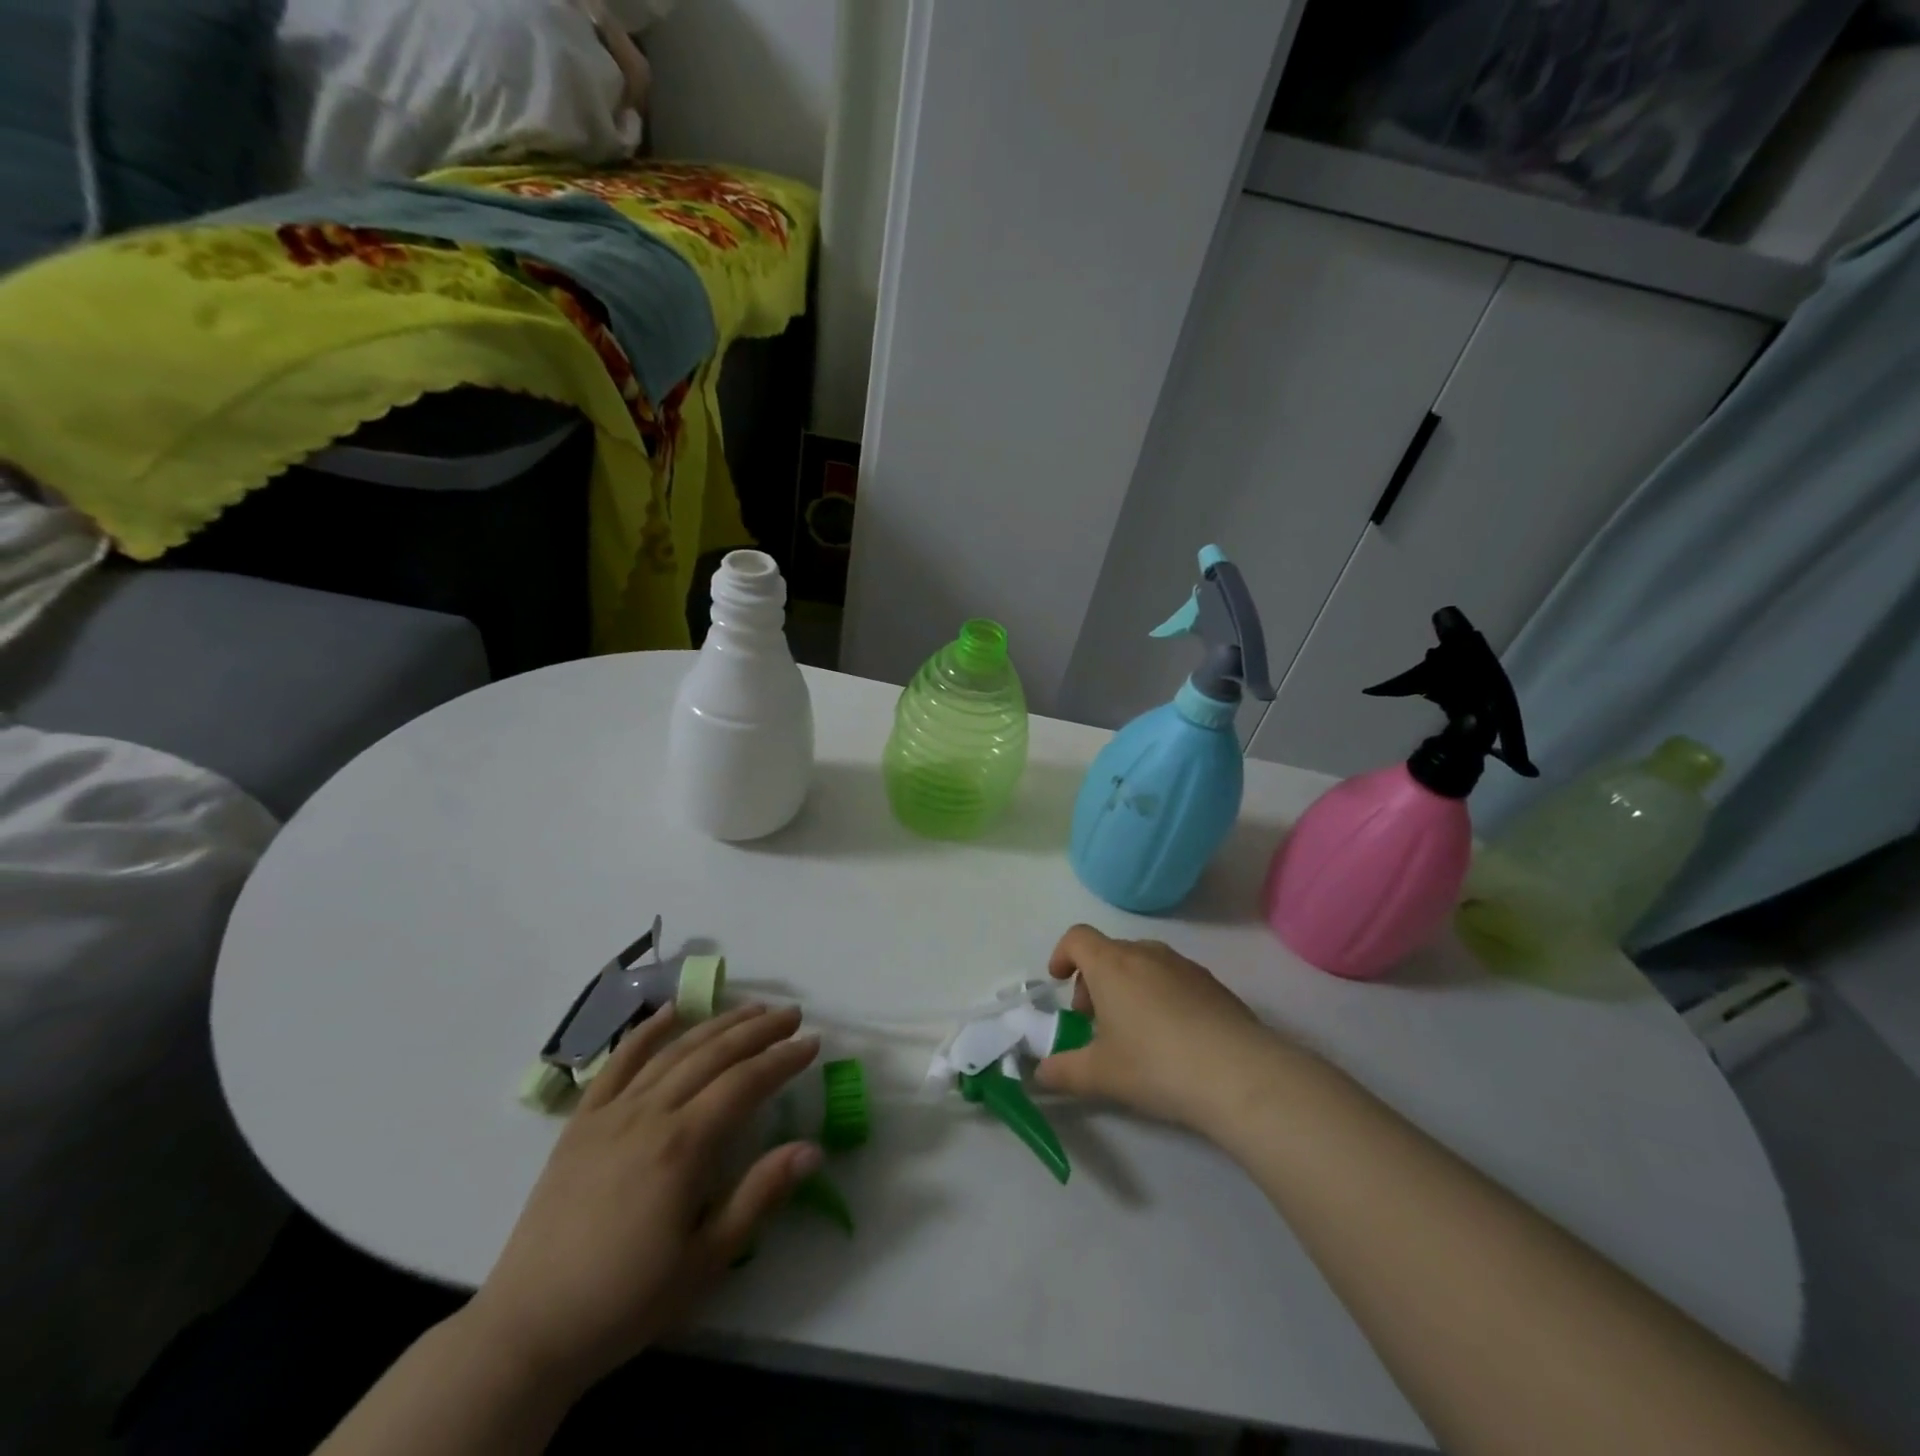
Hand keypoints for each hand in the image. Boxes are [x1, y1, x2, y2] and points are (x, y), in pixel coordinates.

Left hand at [464, 1003, 820, 1392]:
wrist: (529, 1328)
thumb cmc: (628, 1299)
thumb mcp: (706, 1260)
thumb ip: (760, 1195)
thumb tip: (812, 1148)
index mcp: (683, 1146)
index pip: (745, 1083)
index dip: (782, 1059)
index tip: (813, 1042)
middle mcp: (650, 1114)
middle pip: (714, 1055)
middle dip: (758, 1031)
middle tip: (791, 1015)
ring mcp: (612, 1113)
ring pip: (674, 1051)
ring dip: (716, 1024)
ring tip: (751, 1009)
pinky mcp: (582, 1122)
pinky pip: (618, 1063)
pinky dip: (647, 1032)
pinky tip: (670, 1011)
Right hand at [1035, 925, 1293, 1135]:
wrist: (1239, 1073)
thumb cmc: (1155, 1064)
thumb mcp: (1100, 1075)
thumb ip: (1064, 1071)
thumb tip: (1042, 1074)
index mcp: (1112, 964)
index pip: (1077, 937)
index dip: (1062, 954)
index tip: (1059, 981)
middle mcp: (1147, 954)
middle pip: (1110, 951)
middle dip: (1094, 979)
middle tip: (1095, 1021)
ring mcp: (1184, 966)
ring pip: (1144, 963)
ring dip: (1128, 986)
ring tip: (1134, 1031)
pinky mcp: (1214, 985)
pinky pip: (1174, 979)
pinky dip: (1161, 995)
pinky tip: (1172, 1037)